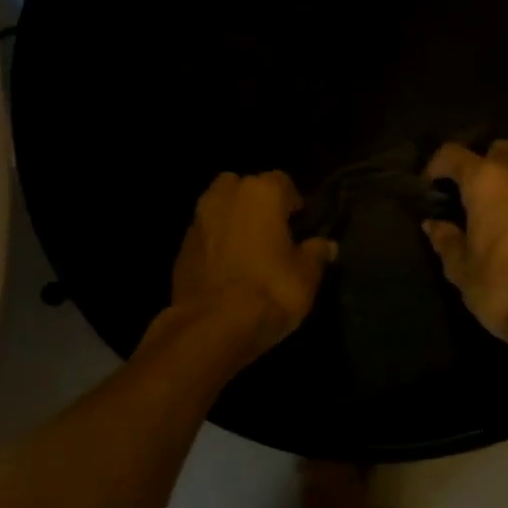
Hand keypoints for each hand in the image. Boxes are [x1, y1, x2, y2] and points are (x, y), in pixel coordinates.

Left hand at [163, 171, 334, 359]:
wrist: (213, 325)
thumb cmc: (270, 291)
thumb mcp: (306, 276)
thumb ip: (316, 254)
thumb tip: (326, 245)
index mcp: (261, 193)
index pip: (282, 181)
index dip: (292, 201)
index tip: (299, 223)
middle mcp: (225, 196)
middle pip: (243, 187)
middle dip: (255, 203)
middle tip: (271, 232)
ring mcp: (198, 220)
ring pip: (218, 208)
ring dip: (232, 221)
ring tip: (248, 249)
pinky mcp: (181, 248)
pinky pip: (204, 236)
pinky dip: (215, 244)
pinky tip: (226, 269)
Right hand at [423, 141, 507, 353]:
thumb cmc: (505, 291)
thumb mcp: (462, 271)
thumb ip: (446, 241)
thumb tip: (434, 225)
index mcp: (488, 183)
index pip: (453, 154)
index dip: (436, 166)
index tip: (430, 185)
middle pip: (500, 151)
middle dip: (484, 167)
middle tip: (474, 198)